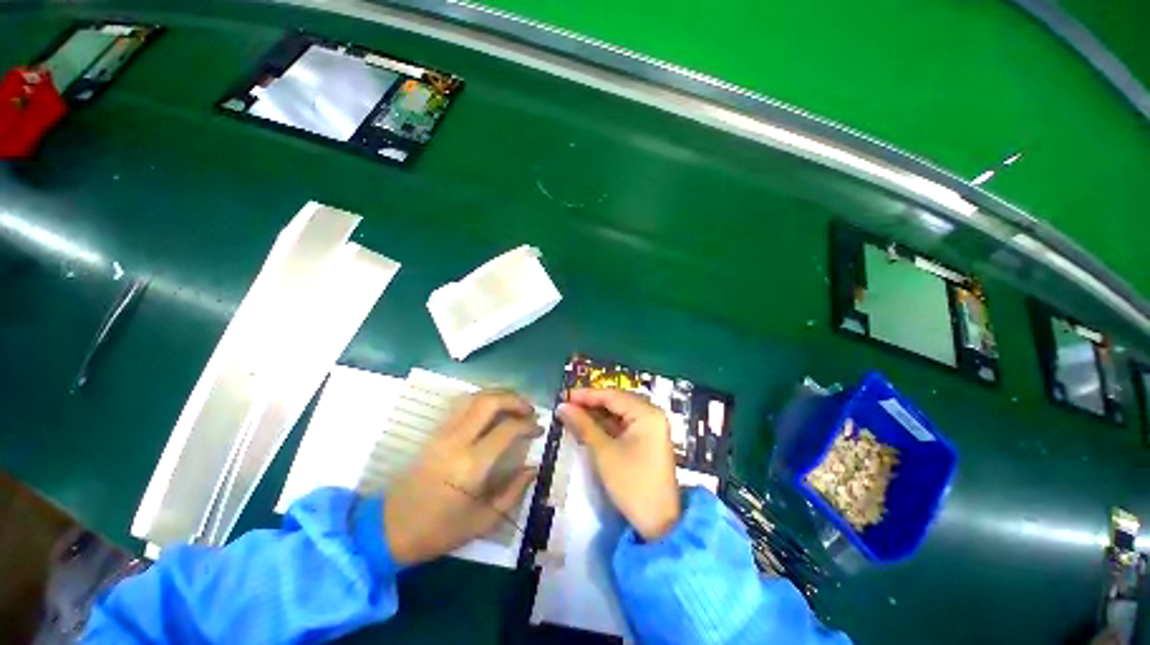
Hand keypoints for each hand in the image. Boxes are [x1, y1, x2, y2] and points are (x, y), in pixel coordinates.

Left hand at [384, 390, 539, 564]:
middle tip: (529, 409)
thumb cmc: (439, 531)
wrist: (388, 530)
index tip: (539, 429)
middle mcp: (457, 441)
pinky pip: (461, 405)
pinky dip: (482, 399)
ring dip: (498, 395)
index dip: (528, 425)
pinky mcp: (434, 433)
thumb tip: (533, 468)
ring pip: (473, 397)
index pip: (507, 429)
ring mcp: (442, 433)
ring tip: (514, 405)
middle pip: (489, 401)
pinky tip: (492, 410)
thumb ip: (513, 491)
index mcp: (471, 466)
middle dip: (514, 399)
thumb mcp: (482, 521)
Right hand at [558, 388, 680, 540]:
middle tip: (565, 405)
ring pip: (618, 413)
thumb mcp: (604, 452)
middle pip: (616, 401)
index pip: (612, 395)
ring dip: (596, 414)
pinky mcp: (647, 439)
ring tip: (572, 414)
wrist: (659, 523)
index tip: (563, 395)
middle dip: (590, 403)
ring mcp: (651, 427)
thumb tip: (562, 406)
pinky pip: (623, 425)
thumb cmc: (632, 484)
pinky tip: (587, 425)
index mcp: (647, 413)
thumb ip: (583, 425)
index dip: (586, 395)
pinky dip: (605, 425)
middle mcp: (651, 414)